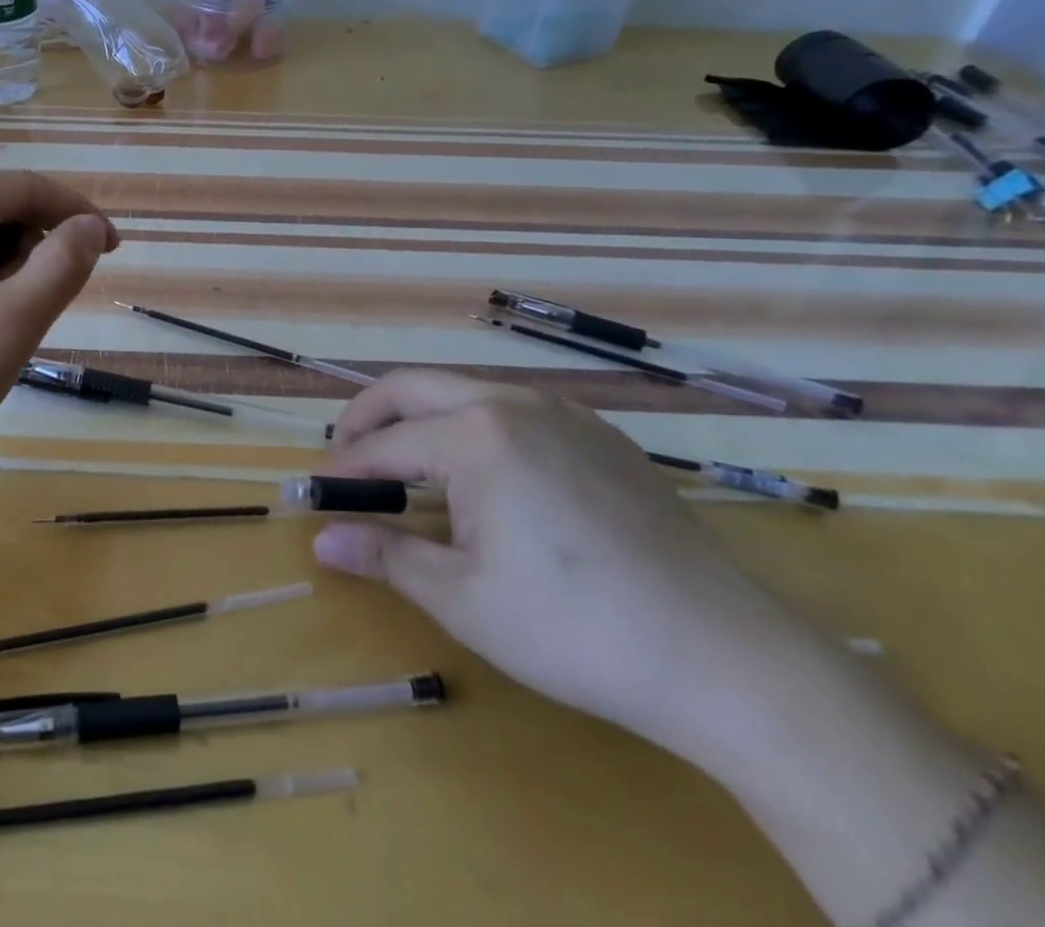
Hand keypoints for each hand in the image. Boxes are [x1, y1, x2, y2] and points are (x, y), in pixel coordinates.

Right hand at [313, 369, 814, 761]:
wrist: (726, 657)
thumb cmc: (575, 628)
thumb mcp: (463, 598)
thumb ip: (385, 557)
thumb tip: (321, 542)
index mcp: (475, 435)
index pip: (385, 443)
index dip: (344, 467)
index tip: (318, 491)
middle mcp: (513, 402)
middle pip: (413, 387)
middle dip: (367, 416)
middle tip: (344, 455)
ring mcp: (564, 412)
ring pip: (465, 390)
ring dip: (420, 416)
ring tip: (404, 462)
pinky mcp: (601, 435)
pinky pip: (515, 408)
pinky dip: (473, 425)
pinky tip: (483, 473)